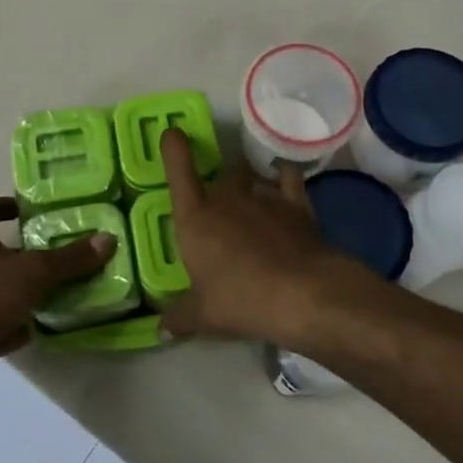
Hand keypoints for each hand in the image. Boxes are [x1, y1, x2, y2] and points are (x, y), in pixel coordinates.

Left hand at [0, 196, 112, 398]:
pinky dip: (7, 321)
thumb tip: (108, 238)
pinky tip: (31, 329)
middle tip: (52, 254)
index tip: (30, 212)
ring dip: (15, 288)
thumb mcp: (33, 274)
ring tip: (49, 291)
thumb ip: (70, 258)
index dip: (4, 205)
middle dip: (20, 251)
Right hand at [159, 129, 356, 344]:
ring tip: (251, 196)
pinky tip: (284, 180)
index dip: (173, 146)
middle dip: (219, 183)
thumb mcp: (204, 316)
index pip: (179, 169)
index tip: (173, 132)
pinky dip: (284, 176)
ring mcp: (263, 197)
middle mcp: (227, 197)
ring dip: (249, 181)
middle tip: (219, 203)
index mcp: (196, 216)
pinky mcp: (296, 204)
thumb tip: (161, 330)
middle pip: (221, 174)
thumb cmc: (240, 300)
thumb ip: (180, 318)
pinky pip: (288, 178)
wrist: (302, 294)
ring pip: (251, 175)